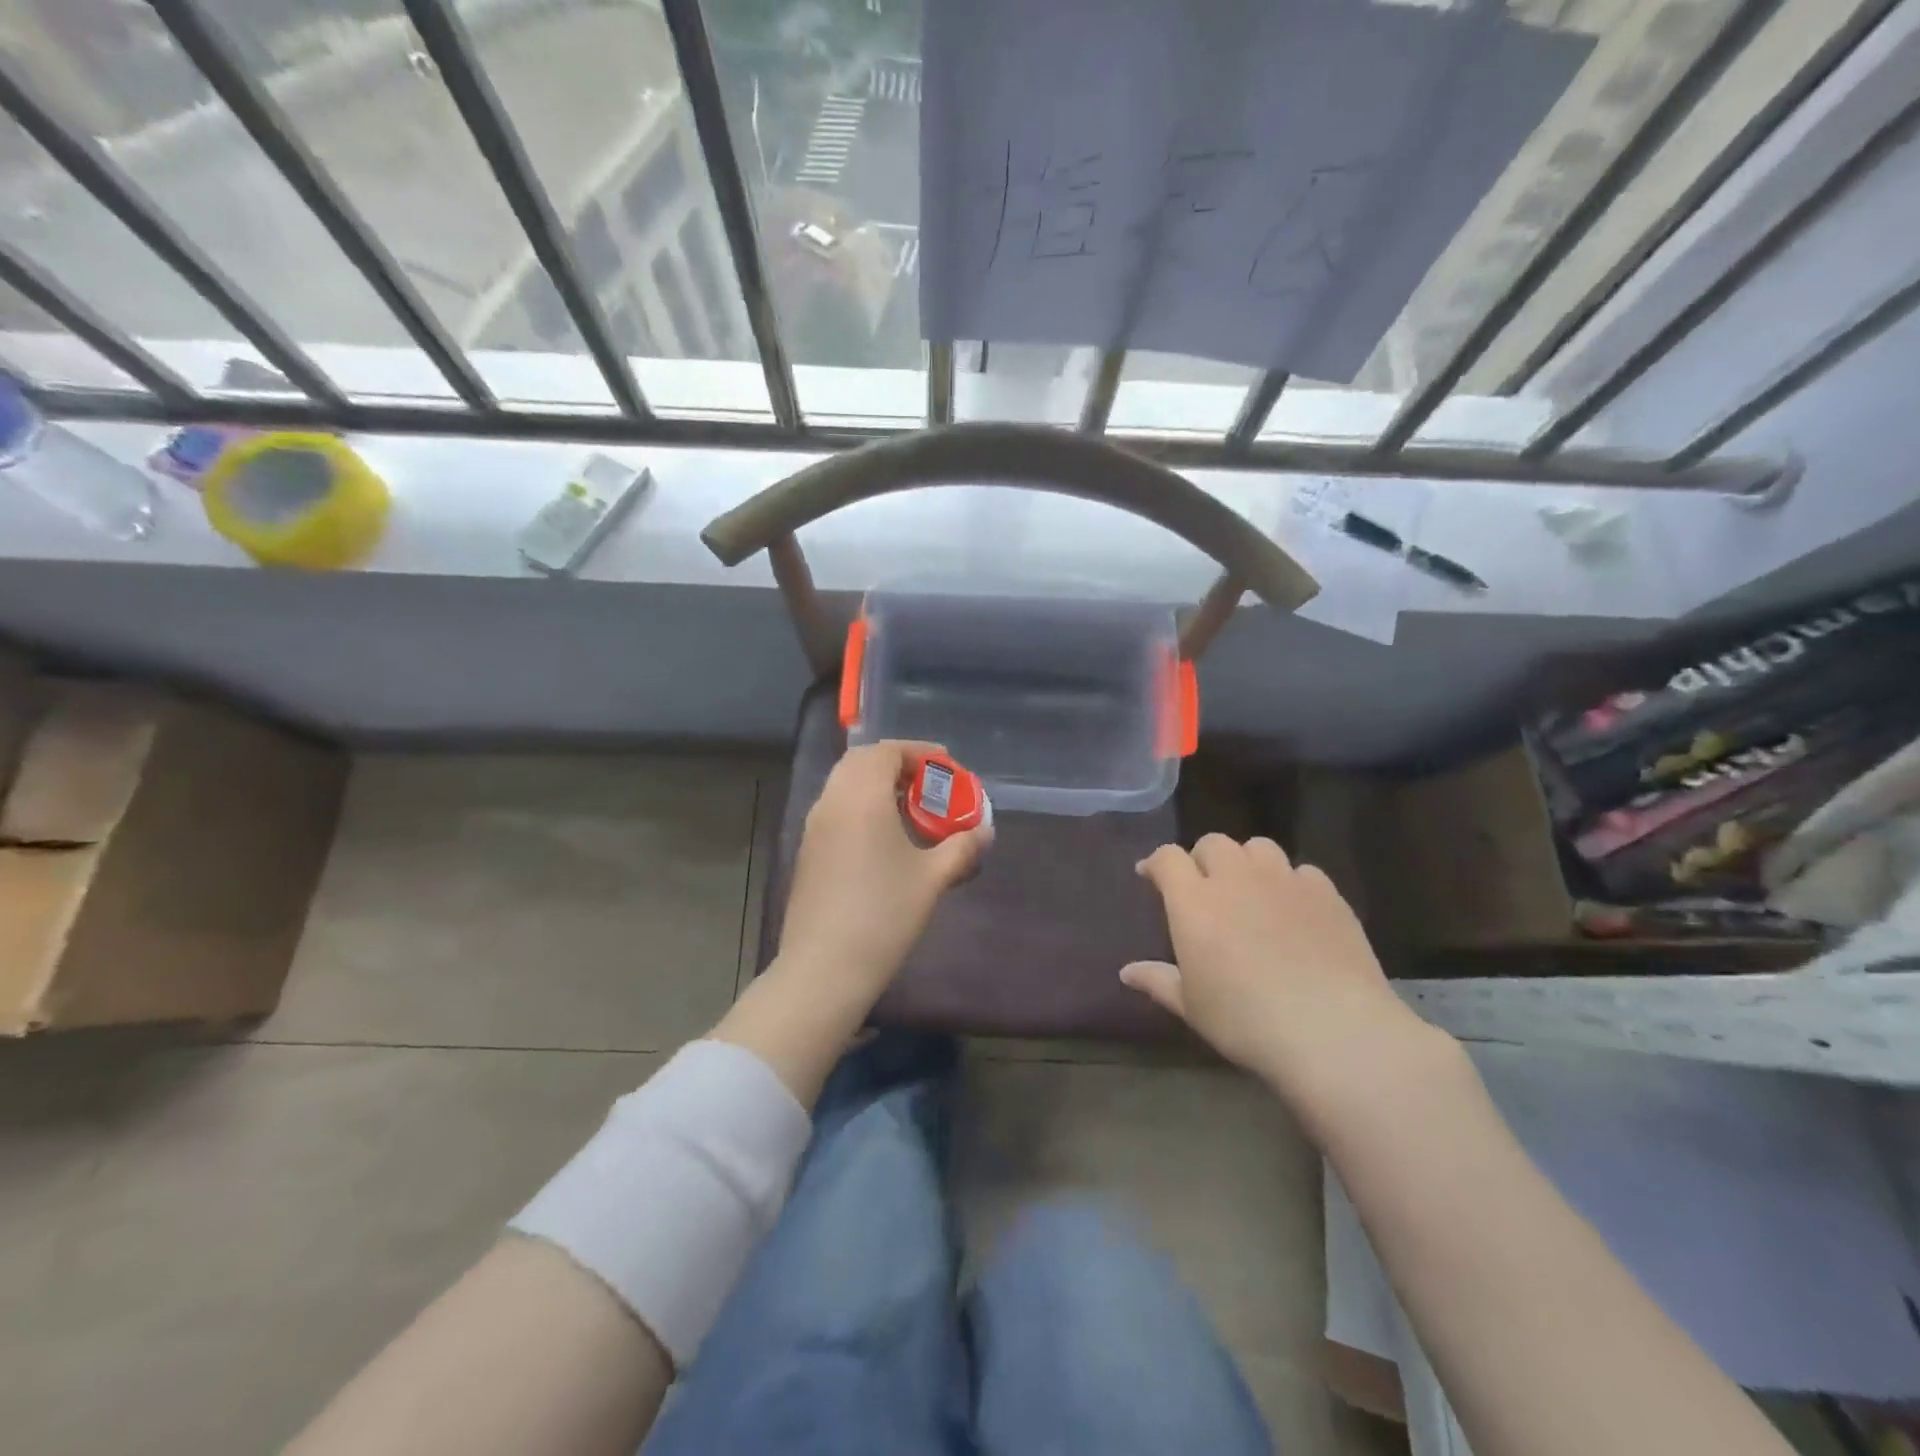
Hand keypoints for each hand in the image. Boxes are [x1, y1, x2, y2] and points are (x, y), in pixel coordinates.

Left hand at [775, 740, 992, 1003]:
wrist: (825, 967)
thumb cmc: (884, 914)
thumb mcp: (932, 879)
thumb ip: (961, 848)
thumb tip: (984, 832)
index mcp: (861, 797)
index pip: (886, 752)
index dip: (918, 751)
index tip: (946, 764)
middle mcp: (832, 802)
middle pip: (860, 761)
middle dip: (896, 762)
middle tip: (927, 782)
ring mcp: (814, 827)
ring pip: (844, 784)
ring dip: (876, 784)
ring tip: (910, 807)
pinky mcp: (808, 851)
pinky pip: (836, 808)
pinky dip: (861, 805)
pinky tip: (884, 836)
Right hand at [1121, 835, 1444, 1124]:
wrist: (1332, 1030)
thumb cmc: (1245, 1020)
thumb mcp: (1192, 1007)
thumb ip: (1158, 981)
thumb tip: (1126, 972)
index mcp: (1194, 901)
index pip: (1167, 857)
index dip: (1156, 862)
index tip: (1151, 876)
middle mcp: (1235, 878)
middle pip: (1213, 843)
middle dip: (1202, 858)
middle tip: (1204, 887)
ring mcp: (1284, 881)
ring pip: (1258, 847)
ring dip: (1247, 862)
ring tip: (1250, 889)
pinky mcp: (1326, 894)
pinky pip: (1302, 871)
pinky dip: (1291, 882)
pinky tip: (1295, 909)